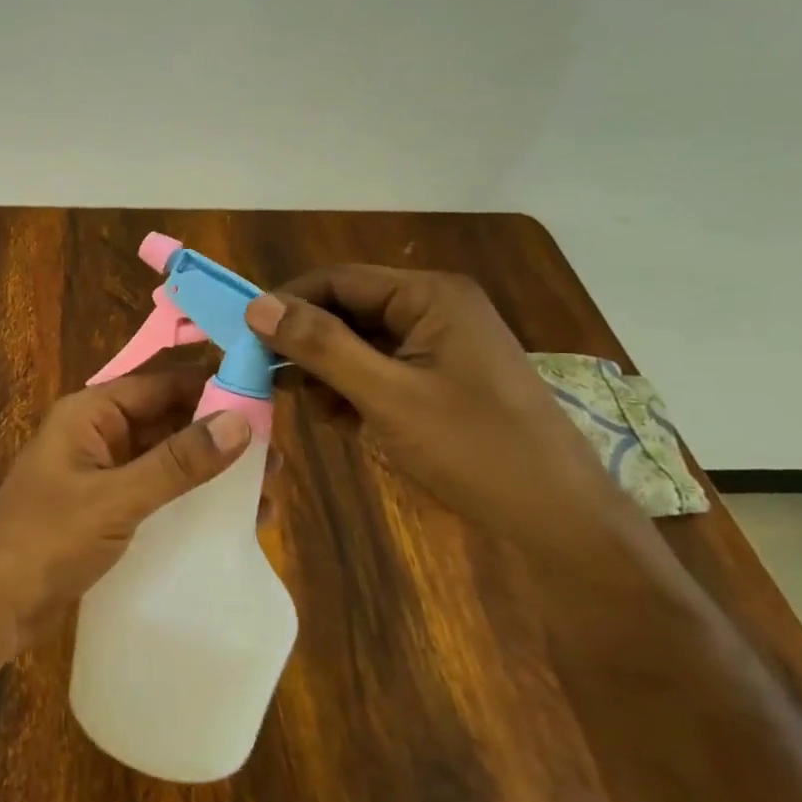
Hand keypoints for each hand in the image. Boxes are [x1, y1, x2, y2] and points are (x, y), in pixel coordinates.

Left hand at [0, 368, 252, 648]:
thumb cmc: (46, 540)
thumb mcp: (116, 499)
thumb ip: (177, 462)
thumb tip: (242, 420)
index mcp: (90, 412)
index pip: (161, 383)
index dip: (213, 386)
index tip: (267, 397)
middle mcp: (97, 432)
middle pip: (167, 418)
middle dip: (219, 432)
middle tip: (277, 454)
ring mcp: (102, 471)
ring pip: (166, 456)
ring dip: (211, 468)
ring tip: (268, 488)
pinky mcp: (107, 507)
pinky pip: (157, 489)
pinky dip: (191, 496)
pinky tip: (232, 516)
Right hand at [244, 267, 628, 548]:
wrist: (557, 521)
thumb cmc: (475, 449)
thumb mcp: (387, 396)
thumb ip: (321, 346)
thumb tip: (256, 306)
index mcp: (429, 296)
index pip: (337, 280)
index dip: (286, 303)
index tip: (243, 337)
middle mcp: (432, 309)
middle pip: (345, 311)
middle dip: (308, 345)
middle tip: (267, 381)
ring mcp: (437, 346)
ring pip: (356, 344)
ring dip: (328, 374)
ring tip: (318, 413)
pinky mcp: (437, 379)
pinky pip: (377, 371)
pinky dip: (352, 393)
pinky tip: (346, 425)